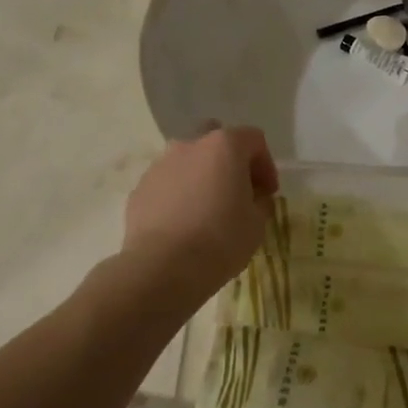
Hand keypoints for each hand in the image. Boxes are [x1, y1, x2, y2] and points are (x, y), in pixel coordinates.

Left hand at [122, 126, 277, 305]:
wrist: (161, 267)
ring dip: (201, 177)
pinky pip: (167, 184)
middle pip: (216, 140)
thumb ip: (260, 201)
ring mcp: (161, 165)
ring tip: (207, 210)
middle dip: (229, 161)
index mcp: (224, 145)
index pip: (254, 140)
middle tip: (237, 192)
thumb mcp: (257, 224)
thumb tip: (254, 197)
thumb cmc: (220, 240)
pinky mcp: (140, 188)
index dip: (266, 165)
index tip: (267, 193)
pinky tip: (183, 224)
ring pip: (188, 161)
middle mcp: (190, 145)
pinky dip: (178, 195)